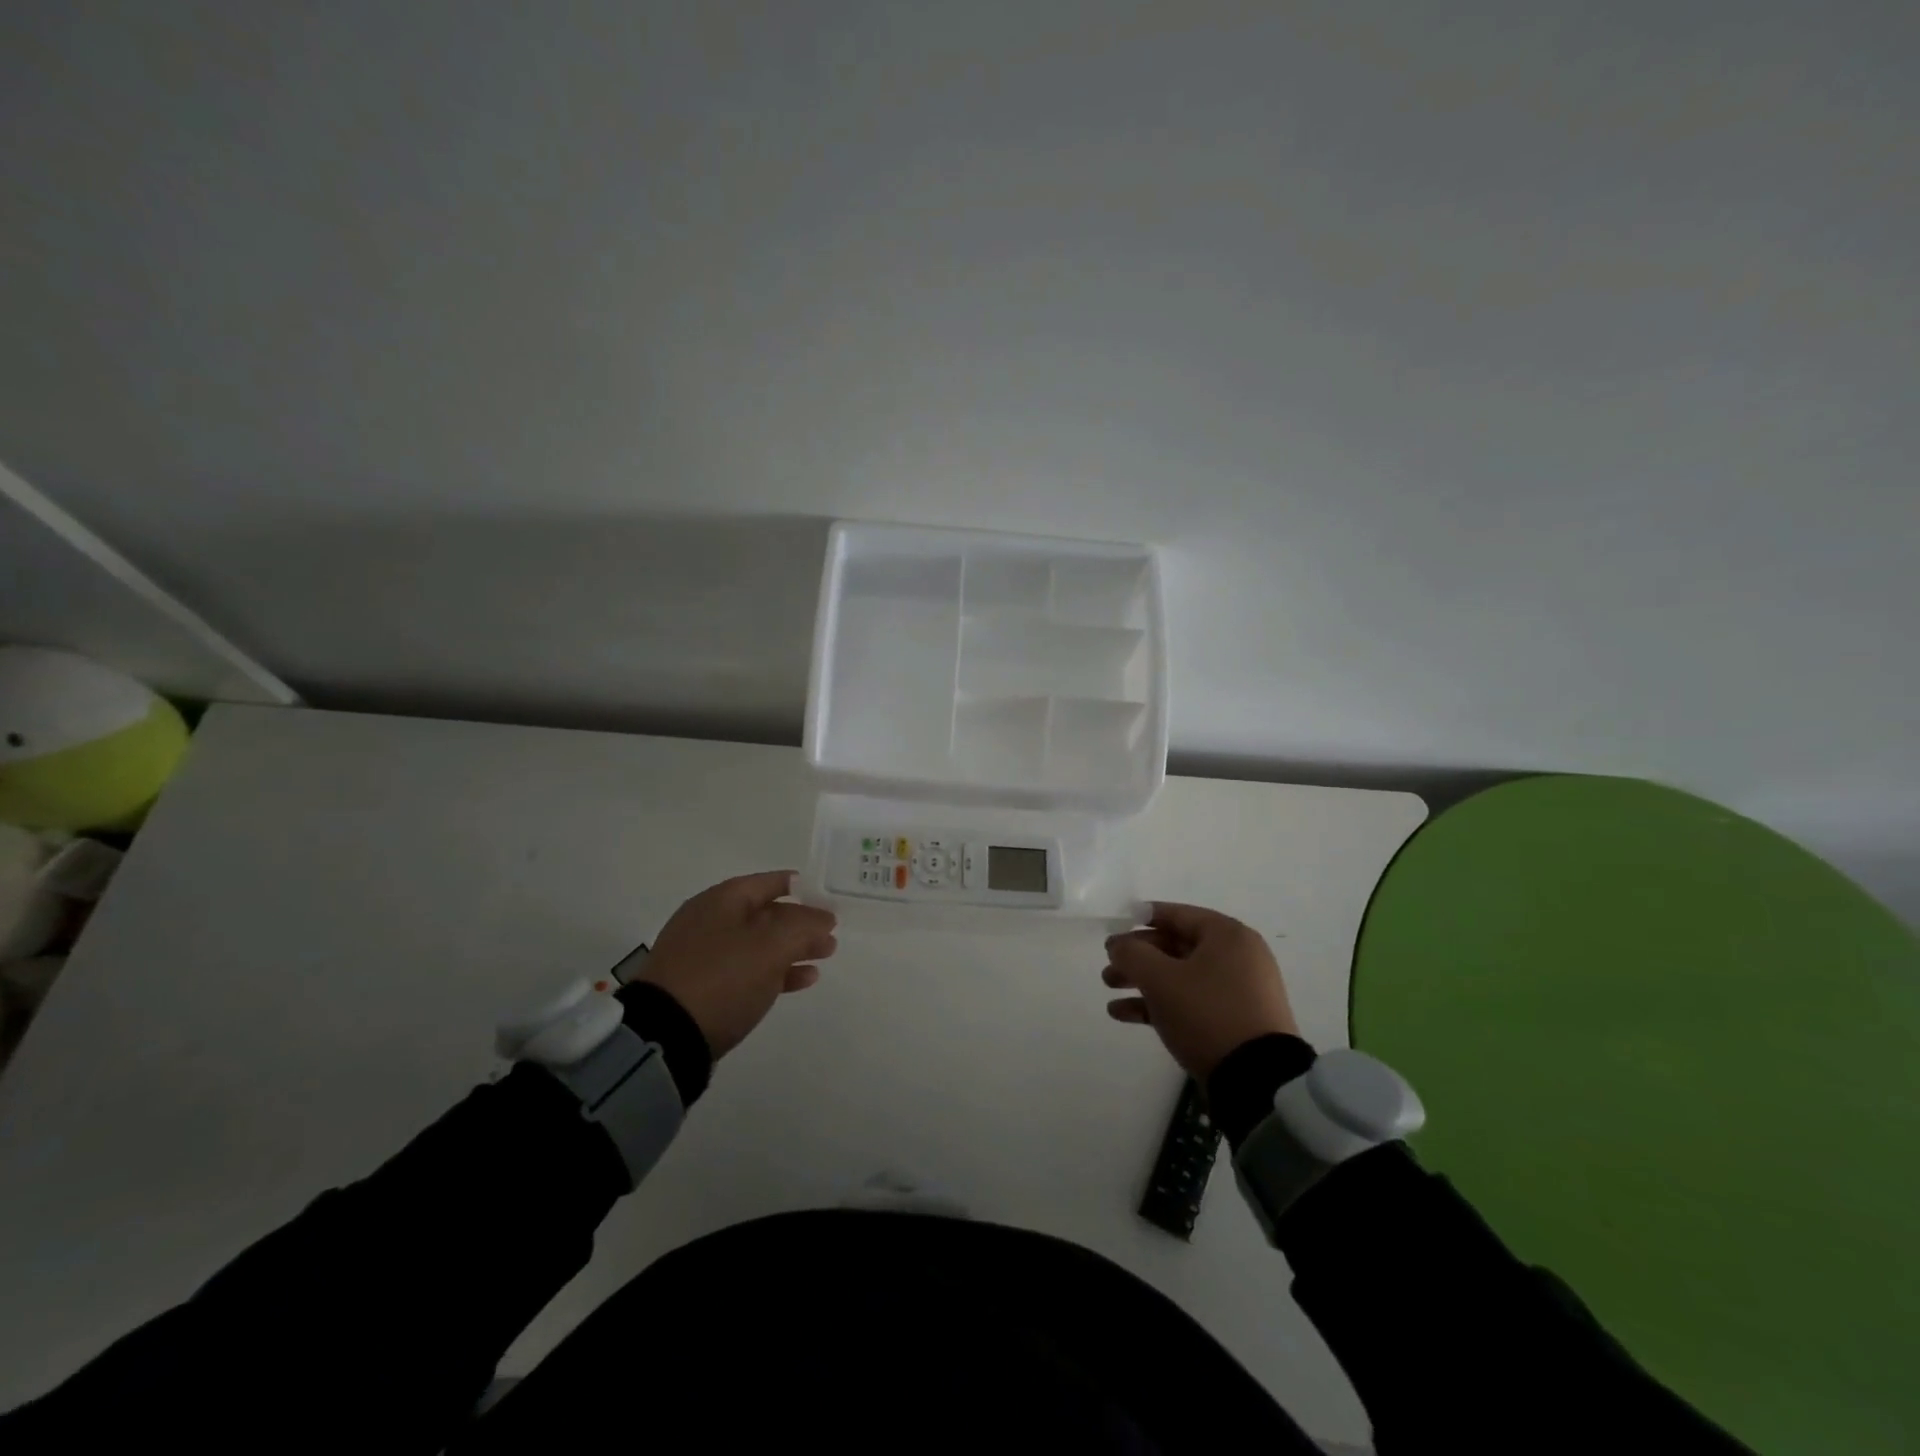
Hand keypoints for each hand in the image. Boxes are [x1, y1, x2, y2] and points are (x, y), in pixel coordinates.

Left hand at [639, 871, 836, 1058]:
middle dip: (801, 922)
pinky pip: (747, 969)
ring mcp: (704, 955)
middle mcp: (711, 920)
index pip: (770, 882)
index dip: (803, 888)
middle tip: (832, 935)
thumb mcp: (772, 946)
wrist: (665, 1036)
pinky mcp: (703, 987)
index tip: (829, 899)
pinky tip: (801, 980)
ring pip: (759, 943)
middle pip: (766, 913)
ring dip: (793, 948)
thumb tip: (824, 918)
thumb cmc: (723, 977)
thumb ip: (805, 927)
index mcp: (723, 900)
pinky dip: (775, 971)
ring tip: (824, 957)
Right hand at [1102, 902, 1300, 1078]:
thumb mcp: (1160, 979)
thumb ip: (1132, 954)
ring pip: (1180, 975)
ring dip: (1143, 981)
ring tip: (1109, 990)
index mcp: (1227, 935)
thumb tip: (1118, 945)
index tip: (1114, 928)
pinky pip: (1191, 1001)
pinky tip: (1124, 1014)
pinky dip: (1160, 1003)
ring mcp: (1238, 990)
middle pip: (1175, 946)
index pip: (1176, 914)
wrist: (1257, 1079)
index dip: (1141, 919)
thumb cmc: (1207, 1013)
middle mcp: (1237, 956)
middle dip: (1138, 956)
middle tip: (1108, 965)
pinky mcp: (1234, 1020)